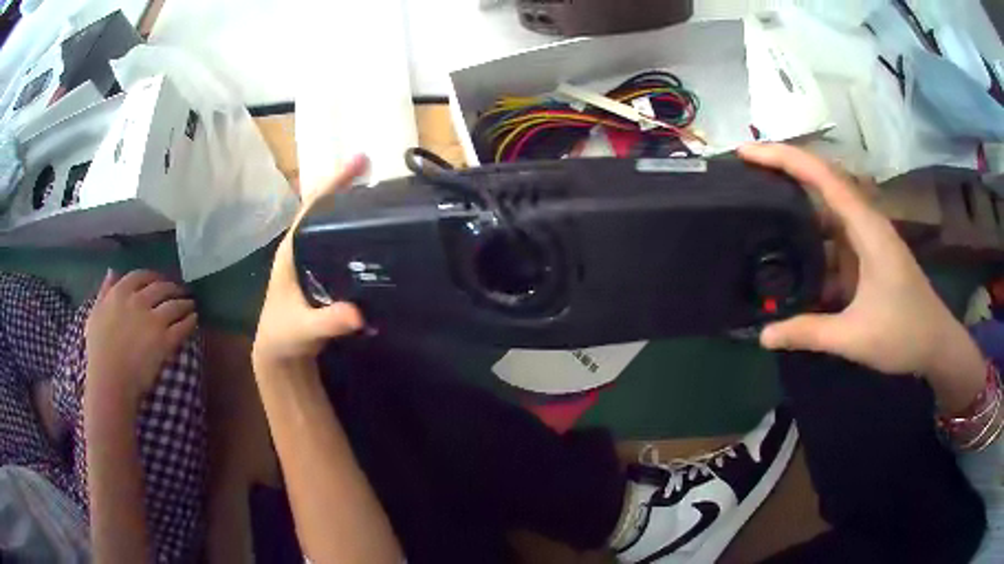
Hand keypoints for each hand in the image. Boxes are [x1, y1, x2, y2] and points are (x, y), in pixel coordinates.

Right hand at [84, 270, 196, 412]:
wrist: (110, 380)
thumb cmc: (98, 351)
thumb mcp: (95, 314)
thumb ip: (105, 292)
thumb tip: (113, 271)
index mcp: (120, 293)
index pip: (141, 276)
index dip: (153, 277)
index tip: (159, 281)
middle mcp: (138, 300)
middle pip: (161, 288)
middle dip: (173, 288)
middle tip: (180, 292)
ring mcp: (153, 319)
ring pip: (174, 304)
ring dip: (185, 303)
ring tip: (190, 305)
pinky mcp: (165, 340)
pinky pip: (182, 326)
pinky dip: (190, 321)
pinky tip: (194, 320)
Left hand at [251, 155, 367, 373]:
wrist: (280, 354)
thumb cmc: (284, 336)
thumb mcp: (304, 329)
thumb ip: (327, 322)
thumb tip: (357, 313)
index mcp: (291, 251)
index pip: (311, 208)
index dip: (332, 183)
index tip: (358, 162)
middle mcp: (300, 249)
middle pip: (322, 208)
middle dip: (345, 186)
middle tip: (375, 168)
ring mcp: (310, 260)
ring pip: (330, 224)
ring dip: (350, 205)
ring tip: (380, 191)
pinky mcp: (321, 273)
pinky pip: (338, 243)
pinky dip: (354, 230)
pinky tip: (374, 231)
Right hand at [738, 144, 982, 387]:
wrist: (936, 344)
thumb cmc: (904, 334)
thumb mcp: (855, 337)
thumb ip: (810, 333)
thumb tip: (764, 335)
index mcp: (866, 227)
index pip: (822, 176)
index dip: (783, 158)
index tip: (746, 153)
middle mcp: (865, 222)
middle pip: (821, 182)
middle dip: (783, 171)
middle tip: (743, 175)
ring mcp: (866, 238)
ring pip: (826, 211)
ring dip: (796, 207)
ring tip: (758, 212)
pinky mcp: (866, 255)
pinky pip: (833, 238)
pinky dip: (810, 241)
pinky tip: (791, 258)